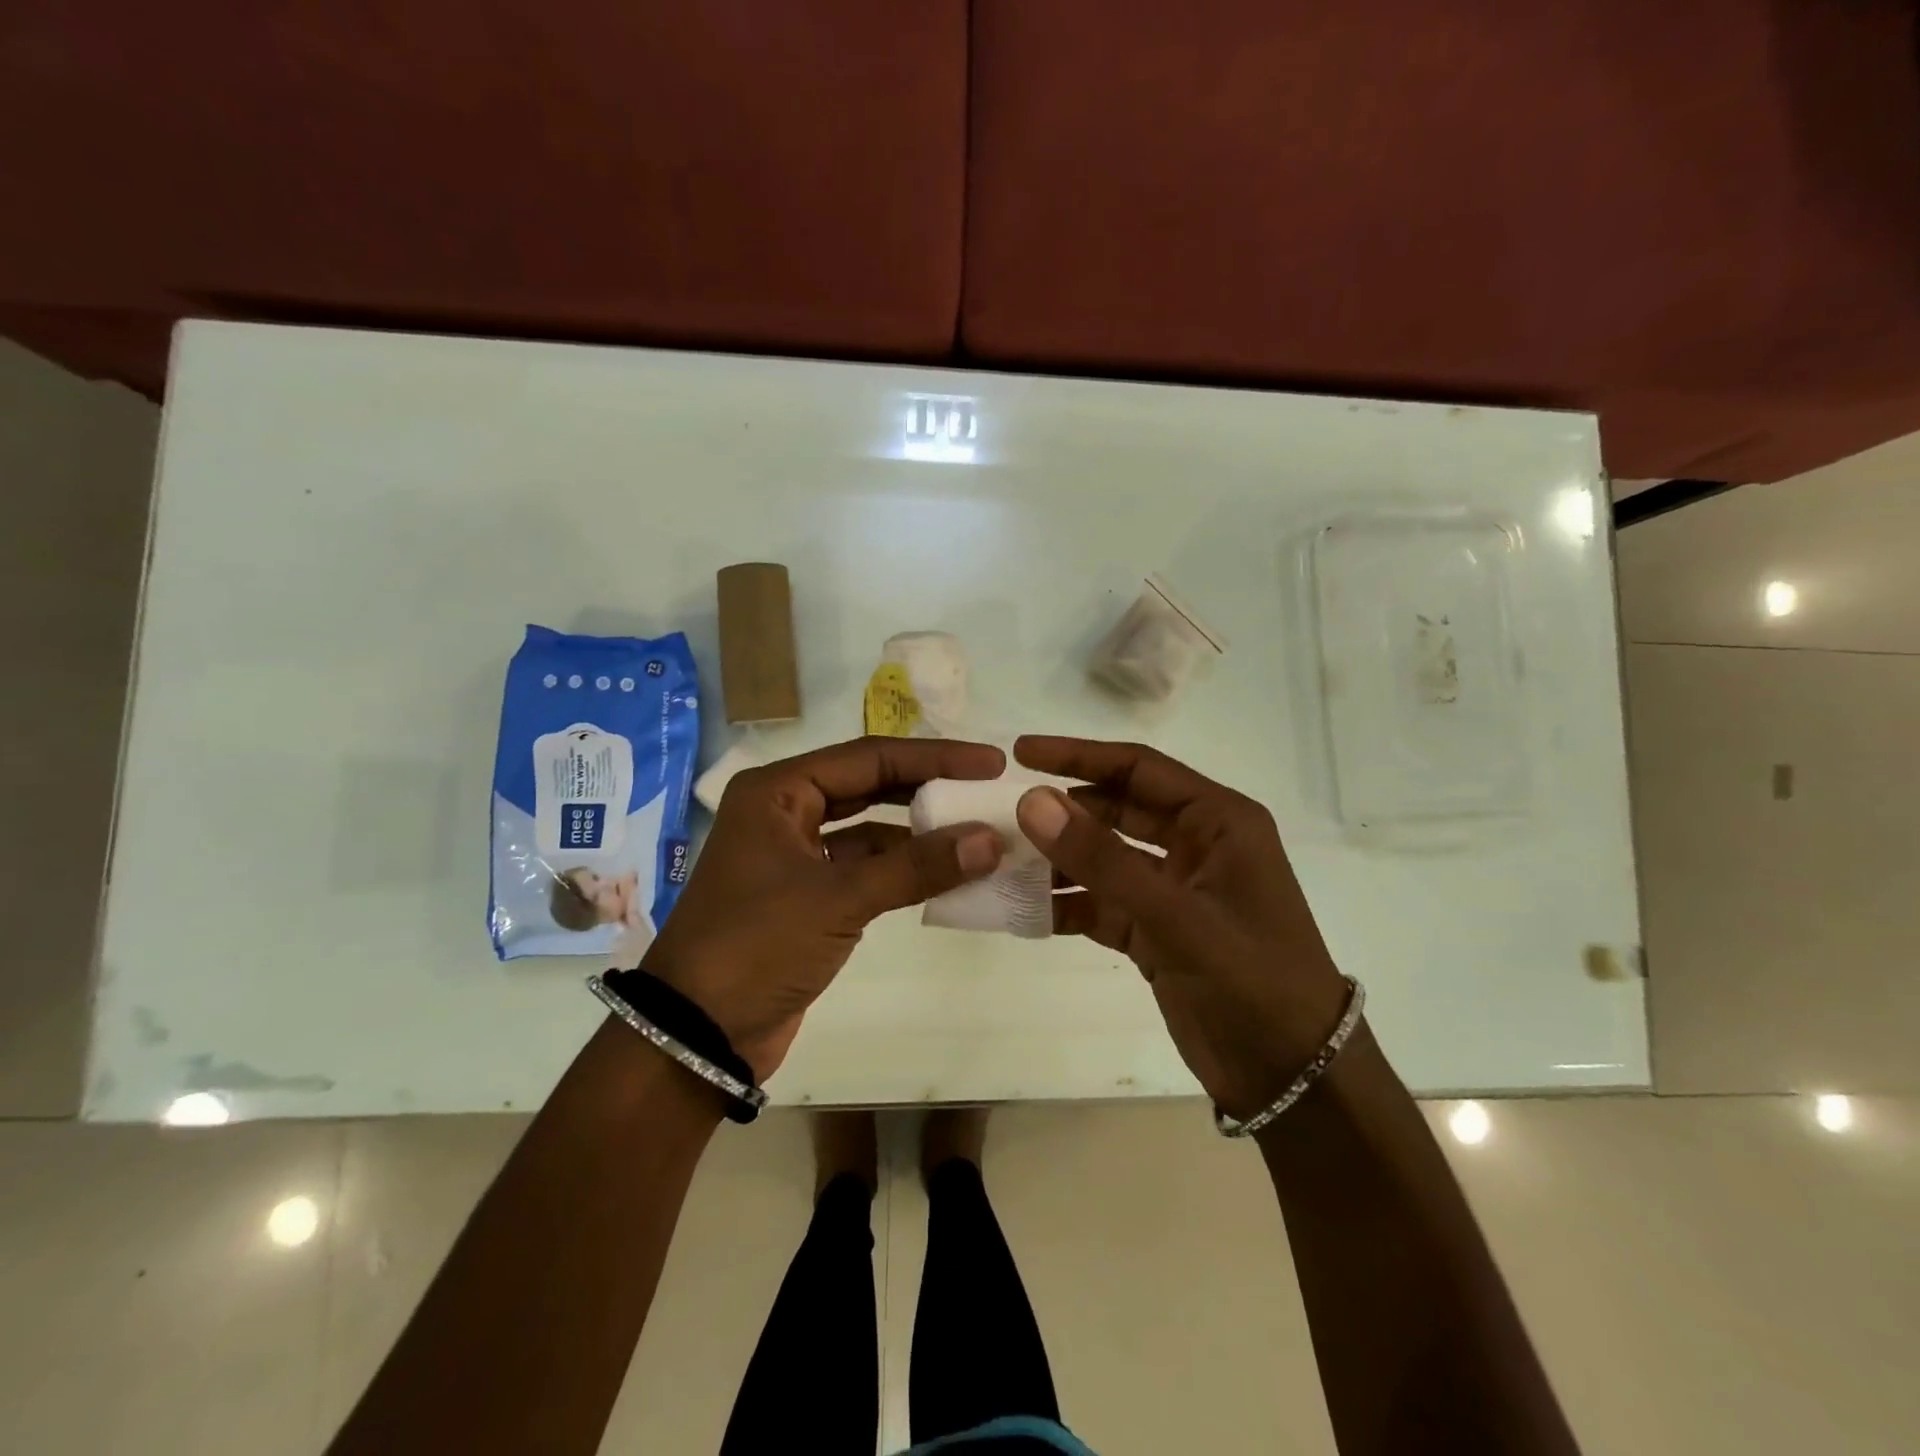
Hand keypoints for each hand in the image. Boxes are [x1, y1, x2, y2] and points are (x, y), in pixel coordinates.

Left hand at [644, 736, 1006, 1080]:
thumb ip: (917, 866)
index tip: (989, 763)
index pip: (870, 757)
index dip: (934, 757)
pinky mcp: (807, 895)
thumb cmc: (757, 946)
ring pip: (869, 829)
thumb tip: (991, 839)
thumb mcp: (839, 900)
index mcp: (779, 791)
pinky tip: (945, 874)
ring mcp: (795, 855)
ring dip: (919, 833)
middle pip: (870, 785)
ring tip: (978, 833)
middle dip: (928, 788)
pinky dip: (902, 870)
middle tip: (986, 790)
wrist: (697, 1035)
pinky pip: (864, 868)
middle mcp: (785, 812)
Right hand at [1013, 736, 1349, 1117]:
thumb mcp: (1178, 918)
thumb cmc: (1254, 983)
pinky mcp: (1155, 931)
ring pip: (1103, 858)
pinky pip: (1100, 903)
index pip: (1139, 768)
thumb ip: (1103, 860)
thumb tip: (1033, 801)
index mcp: (1219, 822)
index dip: (1079, 756)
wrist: (1293, 1079)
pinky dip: (1066, 904)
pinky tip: (1023, 910)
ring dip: (1058, 860)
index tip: (1021, 752)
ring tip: (1001, 861)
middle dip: (1063, 810)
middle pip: (1116, 809)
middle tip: (1002, 812)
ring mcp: (1174, 890)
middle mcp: (1196, 846)